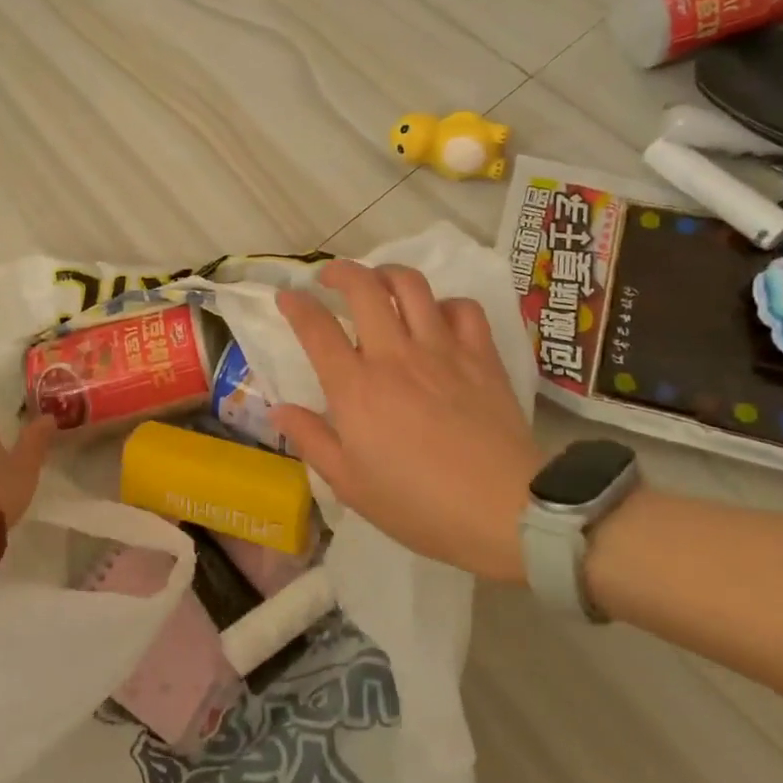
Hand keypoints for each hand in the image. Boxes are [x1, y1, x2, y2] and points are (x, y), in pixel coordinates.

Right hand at [273, 262, 542, 581]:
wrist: (504, 511)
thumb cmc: (418, 505)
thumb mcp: (350, 484)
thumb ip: (311, 439)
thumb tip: (278, 409)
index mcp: (356, 387)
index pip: (316, 328)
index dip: (295, 304)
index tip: (286, 297)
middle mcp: (394, 355)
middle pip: (362, 287)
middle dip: (339, 271)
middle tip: (330, 278)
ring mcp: (441, 350)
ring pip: (411, 285)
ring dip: (387, 274)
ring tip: (379, 283)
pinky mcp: (481, 356)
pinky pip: (463, 308)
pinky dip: (445, 304)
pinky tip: (438, 318)